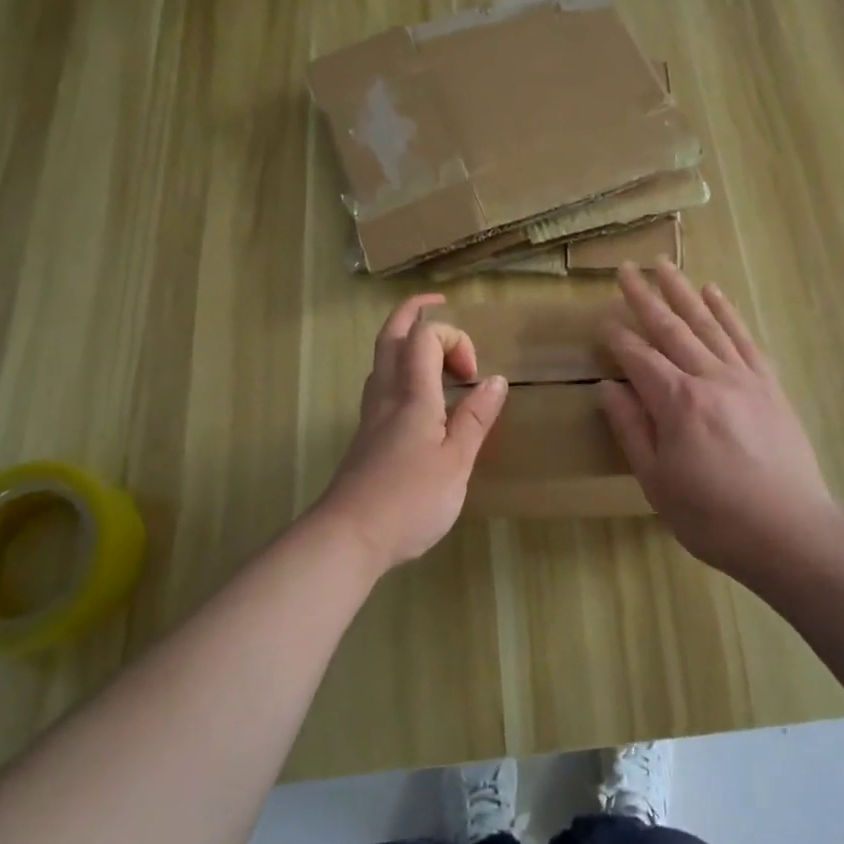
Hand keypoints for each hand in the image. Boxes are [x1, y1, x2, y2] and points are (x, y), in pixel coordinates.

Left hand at [314, 294, 508, 573]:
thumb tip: (496, 379)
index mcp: (412, 394)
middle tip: (437, 304)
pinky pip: (382, 384)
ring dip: (406, 343)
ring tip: (436, 354)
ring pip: (382, 359)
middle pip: (391, 336)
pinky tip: (420, 398)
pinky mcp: (366, 436)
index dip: (454, 338)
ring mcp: (371, 415)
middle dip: (413, 312)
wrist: (347, 538)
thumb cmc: (409, 501)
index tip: (474, 374)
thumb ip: (475, 419)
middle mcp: (386, 394)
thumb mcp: (456, 463)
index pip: (424, 335)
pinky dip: (402, 371)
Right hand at [599, 261, 843, 584]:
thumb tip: (607, 387)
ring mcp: (743, 377)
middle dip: (645, 297)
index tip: (601, 320)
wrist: (791, 532)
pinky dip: (727, 313)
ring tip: (664, 265)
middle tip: (626, 269)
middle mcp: (709, 377)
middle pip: (670, 328)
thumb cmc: (713, 516)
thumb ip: (631, 429)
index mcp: (676, 402)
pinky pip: (744, 338)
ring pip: (707, 323)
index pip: (638, 357)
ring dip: (683, 292)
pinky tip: (714, 294)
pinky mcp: (769, 385)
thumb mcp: (657, 482)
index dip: (617, 337)